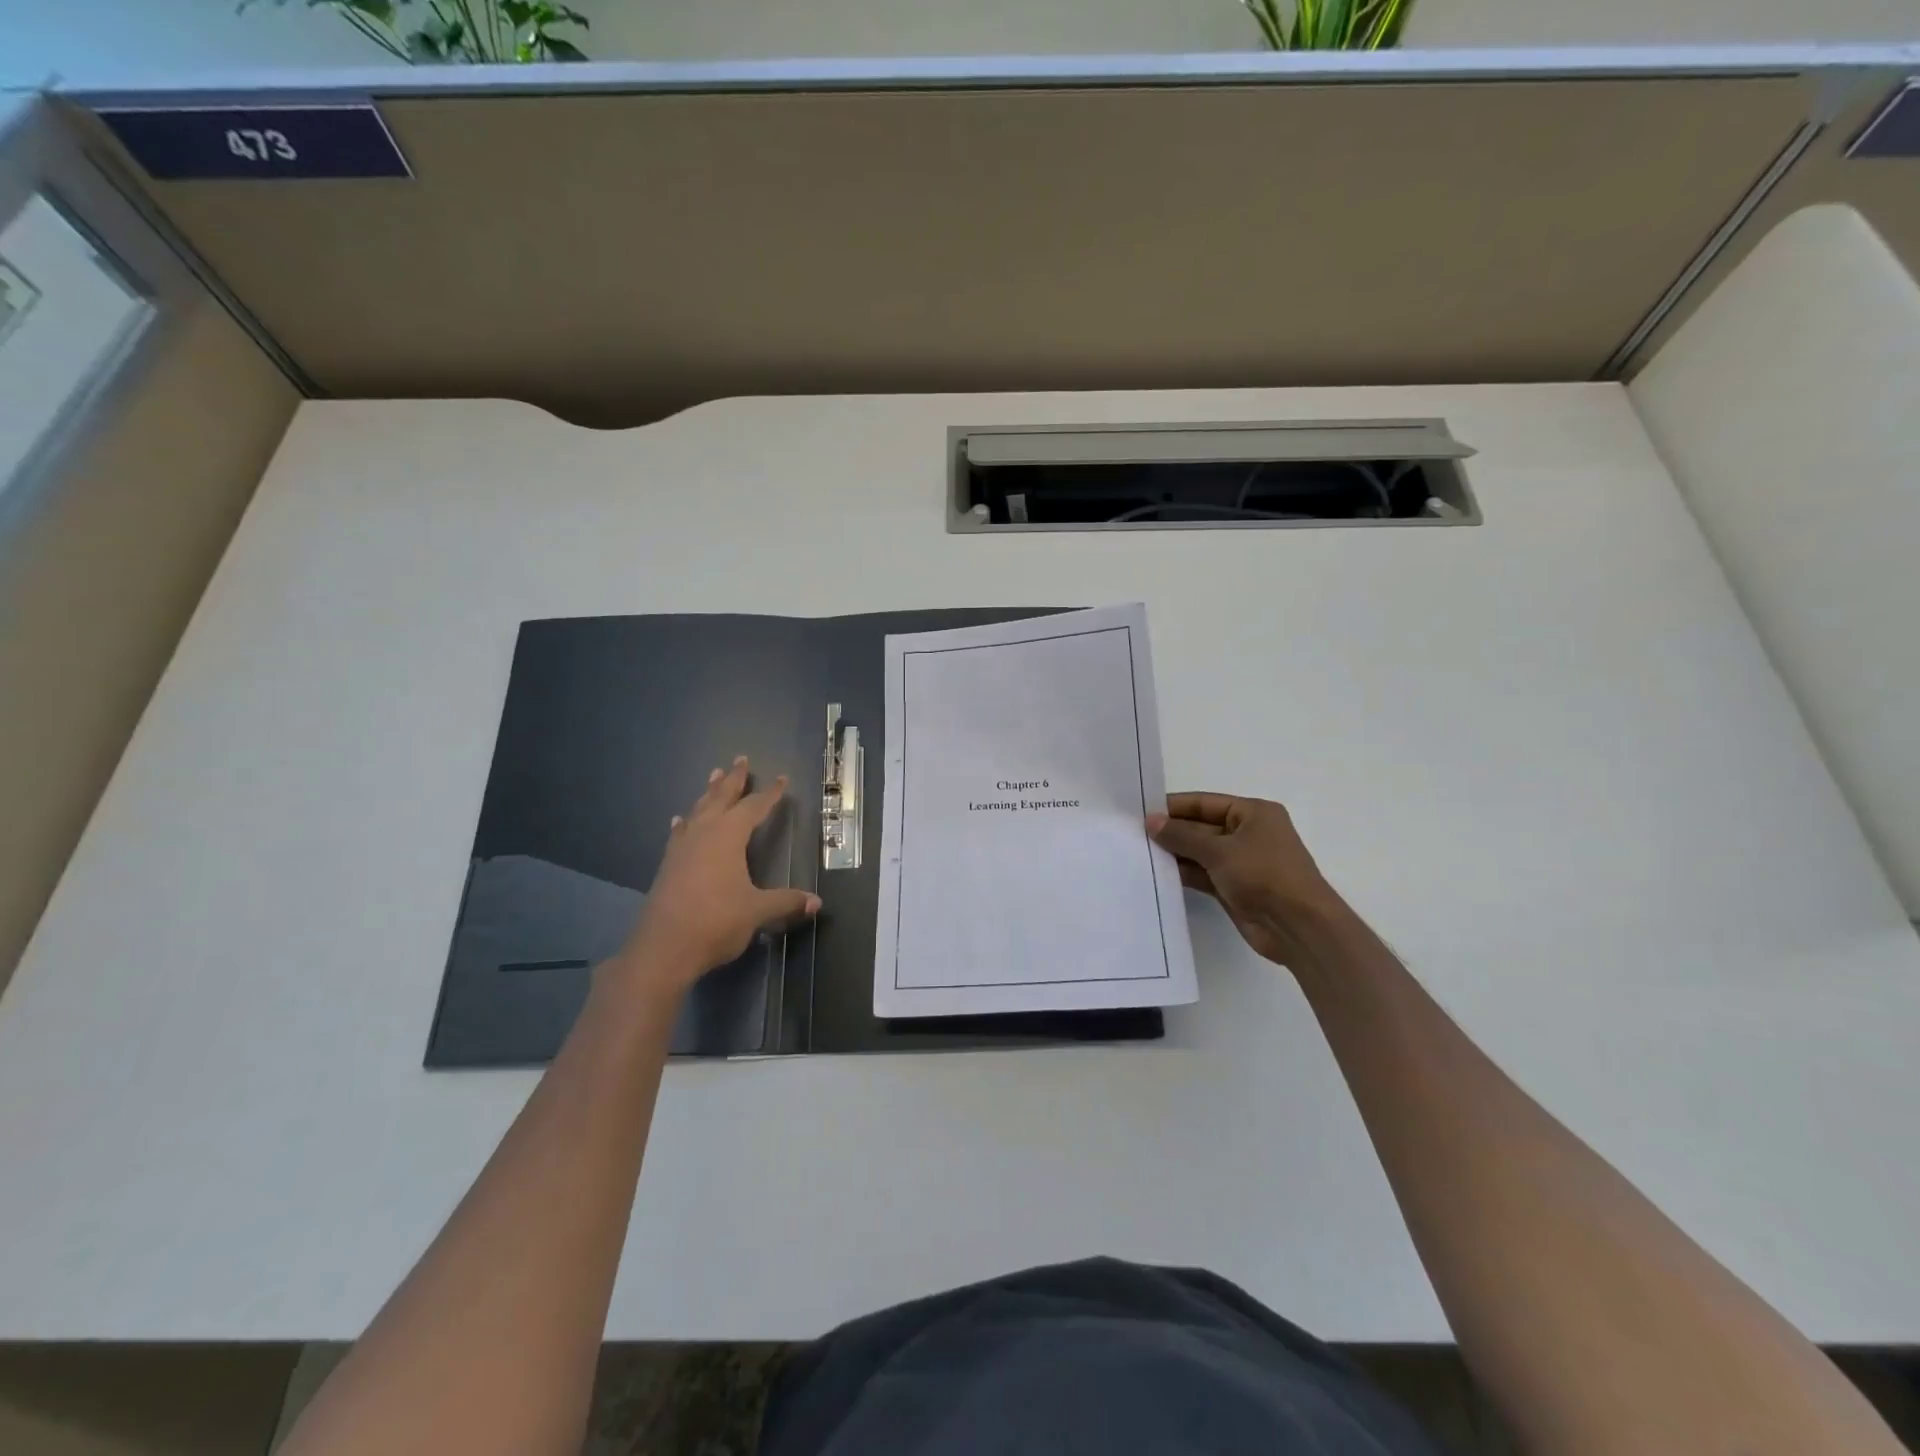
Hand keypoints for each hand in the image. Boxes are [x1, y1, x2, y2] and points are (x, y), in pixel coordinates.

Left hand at [617, 757, 820, 997]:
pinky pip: (680, 833)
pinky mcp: (668, 865)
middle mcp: (703, 834)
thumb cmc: (715, 922)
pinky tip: (681, 820)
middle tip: (740, 759)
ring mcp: (682, 849)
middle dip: (733, 779)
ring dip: (708, 793)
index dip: (769, 794)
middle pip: (720, 798)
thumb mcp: (757, 912)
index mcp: (728, 837)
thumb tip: (816, 902)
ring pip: (698, 811)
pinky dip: (685, 822)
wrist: (663, 949)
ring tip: (714, 776)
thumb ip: (785, 902)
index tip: (781, 779)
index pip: (753, 807)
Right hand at [1147, 793, 1342, 969]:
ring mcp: (1242, 863)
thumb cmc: (1264, 875)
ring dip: (1175, 854)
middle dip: (1172, 832)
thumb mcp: (1219, 850)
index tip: (1141, 812)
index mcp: (1253, 813)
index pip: (1205, 803)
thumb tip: (1151, 821)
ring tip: (1139, 854)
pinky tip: (1157, 874)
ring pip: (1201, 853)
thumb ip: (1182, 836)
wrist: (1298, 927)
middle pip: (1202, 827)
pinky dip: (1184, 874)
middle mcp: (1248, 834)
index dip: (1174, 807)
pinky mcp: (1235, 888)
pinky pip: (1203, 875)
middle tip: (1133, 834)